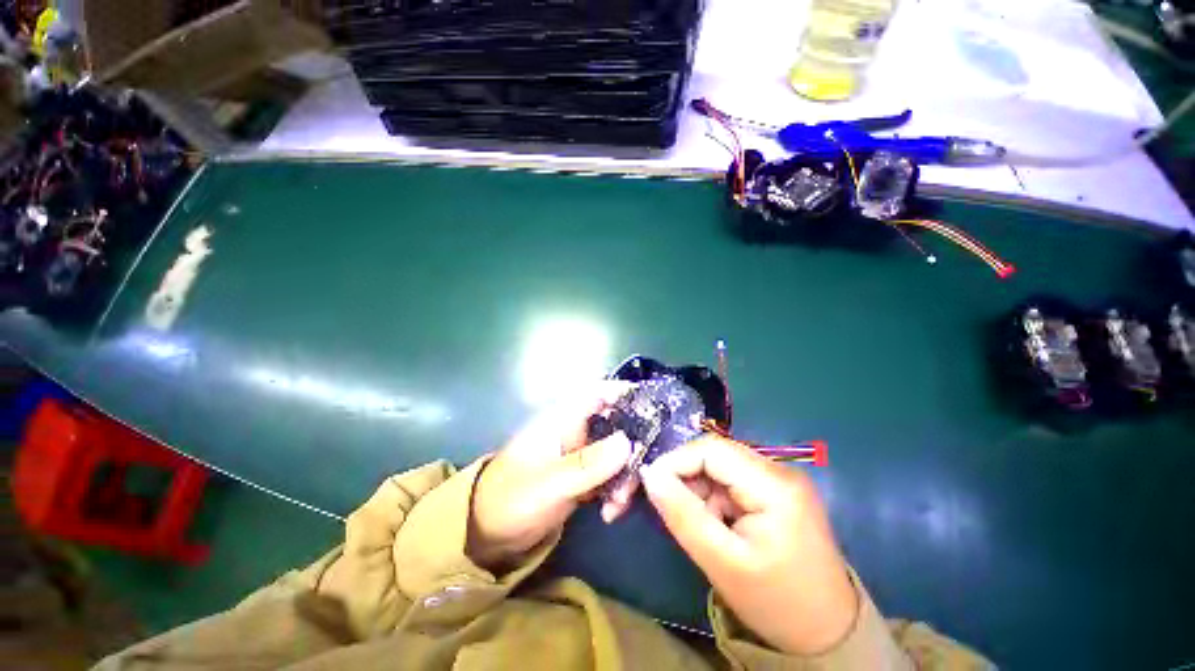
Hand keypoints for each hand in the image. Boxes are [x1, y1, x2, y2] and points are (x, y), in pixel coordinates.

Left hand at [467, 382, 632, 570]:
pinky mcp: (584, 474)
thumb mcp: (548, 485)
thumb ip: (587, 464)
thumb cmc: (510, 499)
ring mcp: (581, 453)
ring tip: (617, 505)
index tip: (653, 409)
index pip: (597, 392)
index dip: (624, 393)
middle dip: (633, 447)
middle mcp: (575, 430)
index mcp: (562, 419)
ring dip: (625, 475)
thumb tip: (628, 442)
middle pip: (616, 423)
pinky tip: (611, 512)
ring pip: (618, 451)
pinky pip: (611, 473)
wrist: (488, 535)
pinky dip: (616, 489)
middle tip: (640, 476)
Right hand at [640, 435, 857, 654]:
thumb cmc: (776, 603)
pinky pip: (732, 480)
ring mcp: (780, 479)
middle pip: (717, 454)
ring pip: (721, 466)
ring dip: (700, 489)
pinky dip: (714, 497)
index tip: (651, 483)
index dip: (676, 460)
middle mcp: (780, 470)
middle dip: (687, 476)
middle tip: (670, 507)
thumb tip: (649, 474)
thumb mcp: (722, 563)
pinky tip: (716, 524)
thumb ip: (682, 515)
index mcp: (775, 484)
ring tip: (699, 524)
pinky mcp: (776, 490)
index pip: (712, 449)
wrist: (827, 633)